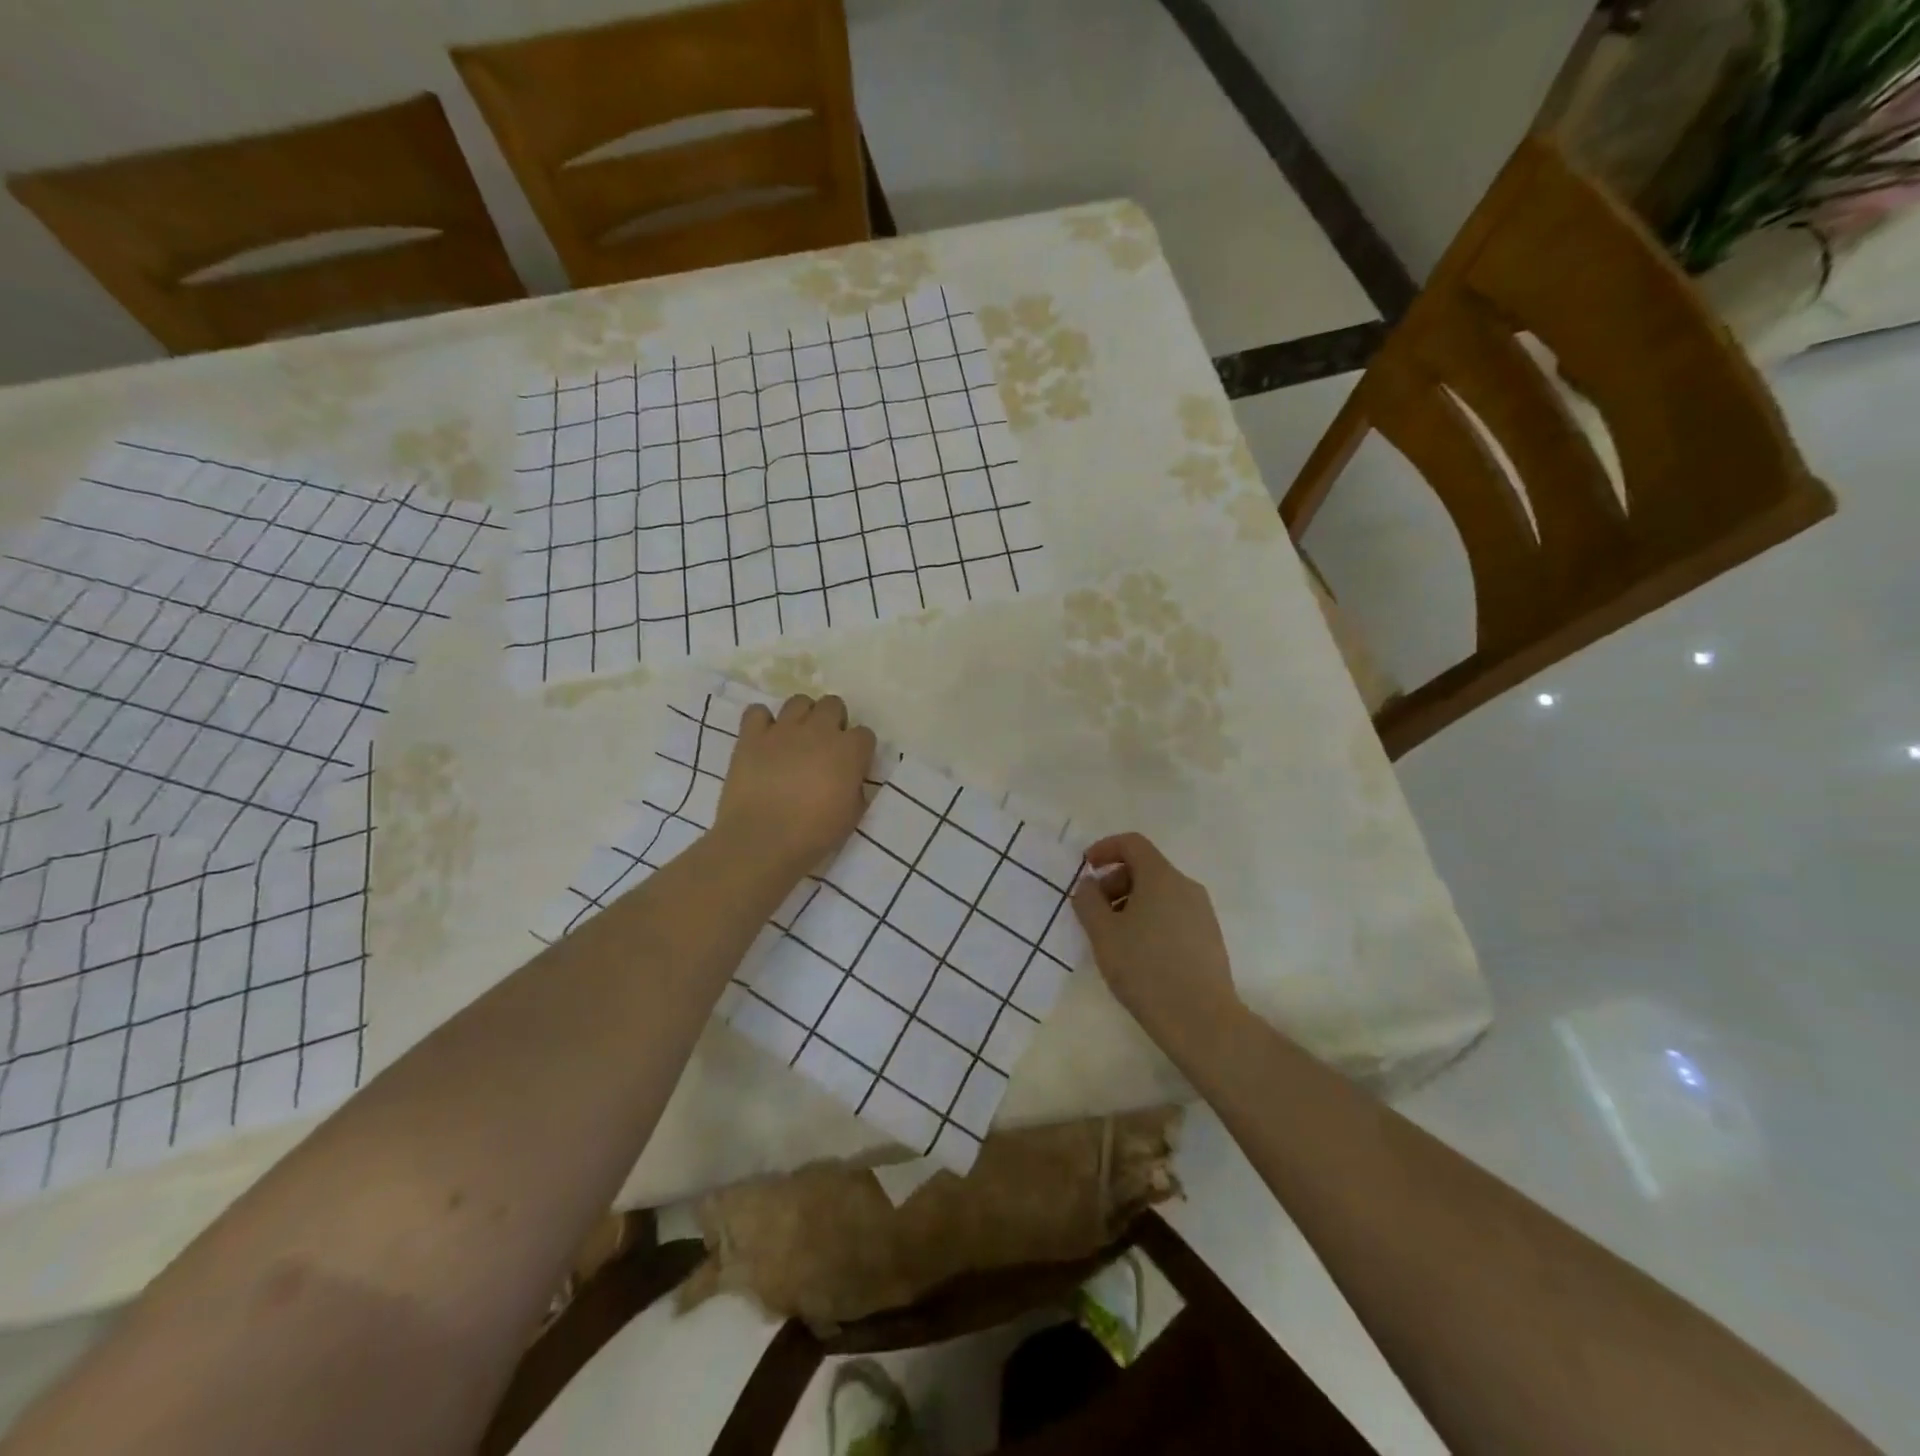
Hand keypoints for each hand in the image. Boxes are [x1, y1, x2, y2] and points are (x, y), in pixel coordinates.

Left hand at [713, 693, 876, 880]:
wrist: (762, 841)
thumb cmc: (814, 834)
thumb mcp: (853, 815)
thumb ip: (857, 788)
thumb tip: (852, 778)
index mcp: (849, 750)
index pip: (865, 734)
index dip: (859, 750)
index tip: (852, 766)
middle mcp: (819, 730)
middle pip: (833, 704)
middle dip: (833, 721)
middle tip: (824, 747)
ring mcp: (783, 730)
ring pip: (799, 701)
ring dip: (802, 716)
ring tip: (795, 739)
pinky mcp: (751, 736)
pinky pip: (758, 712)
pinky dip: (762, 722)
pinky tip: (763, 739)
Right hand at [1072, 832, 1241, 1057]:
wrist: (1201, 1020)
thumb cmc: (1145, 969)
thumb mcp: (1103, 934)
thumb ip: (1088, 901)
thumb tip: (1089, 884)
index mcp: (1161, 877)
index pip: (1133, 844)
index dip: (1105, 848)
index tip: (1086, 868)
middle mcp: (1186, 887)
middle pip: (1146, 868)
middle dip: (1115, 881)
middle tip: (1095, 911)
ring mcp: (1202, 912)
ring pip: (1160, 893)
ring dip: (1131, 902)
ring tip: (1114, 937)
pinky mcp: (1209, 937)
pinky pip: (1174, 913)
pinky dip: (1150, 919)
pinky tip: (1139, 953)